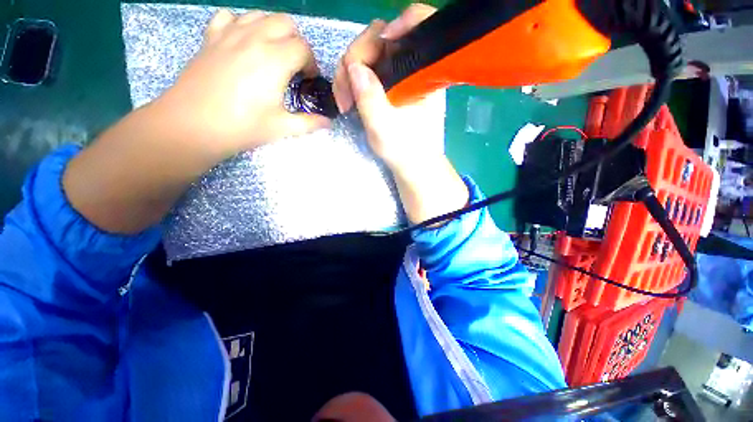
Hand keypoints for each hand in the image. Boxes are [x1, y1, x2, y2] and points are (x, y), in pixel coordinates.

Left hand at [159, 10, 329, 155]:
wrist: (194, 124)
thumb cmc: (243, 126)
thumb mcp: (282, 127)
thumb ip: (309, 122)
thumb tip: (328, 123)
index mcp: (275, 60)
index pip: (303, 48)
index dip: (311, 64)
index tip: (308, 79)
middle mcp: (255, 38)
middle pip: (285, 23)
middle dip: (296, 42)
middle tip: (294, 65)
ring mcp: (230, 34)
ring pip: (260, 15)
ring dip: (272, 30)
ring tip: (272, 53)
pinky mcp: (212, 37)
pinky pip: (230, 17)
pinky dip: (242, 24)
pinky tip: (243, 42)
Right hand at [333, 4, 467, 225]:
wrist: (413, 166)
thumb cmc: (405, 152)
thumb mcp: (385, 129)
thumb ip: (370, 98)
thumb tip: (353, 66)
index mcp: (424, 73)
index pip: (418, 25)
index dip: (398, 24)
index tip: (378, 47)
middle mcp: (414, 68)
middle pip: (382, 39)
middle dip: (356, 59)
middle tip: (344, 95)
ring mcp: (401, 77)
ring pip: (371, 55)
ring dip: (351, 73)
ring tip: (345, 103)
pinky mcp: (391, 87)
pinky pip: (370, 71)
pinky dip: (356, 81)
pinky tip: (351, 99)